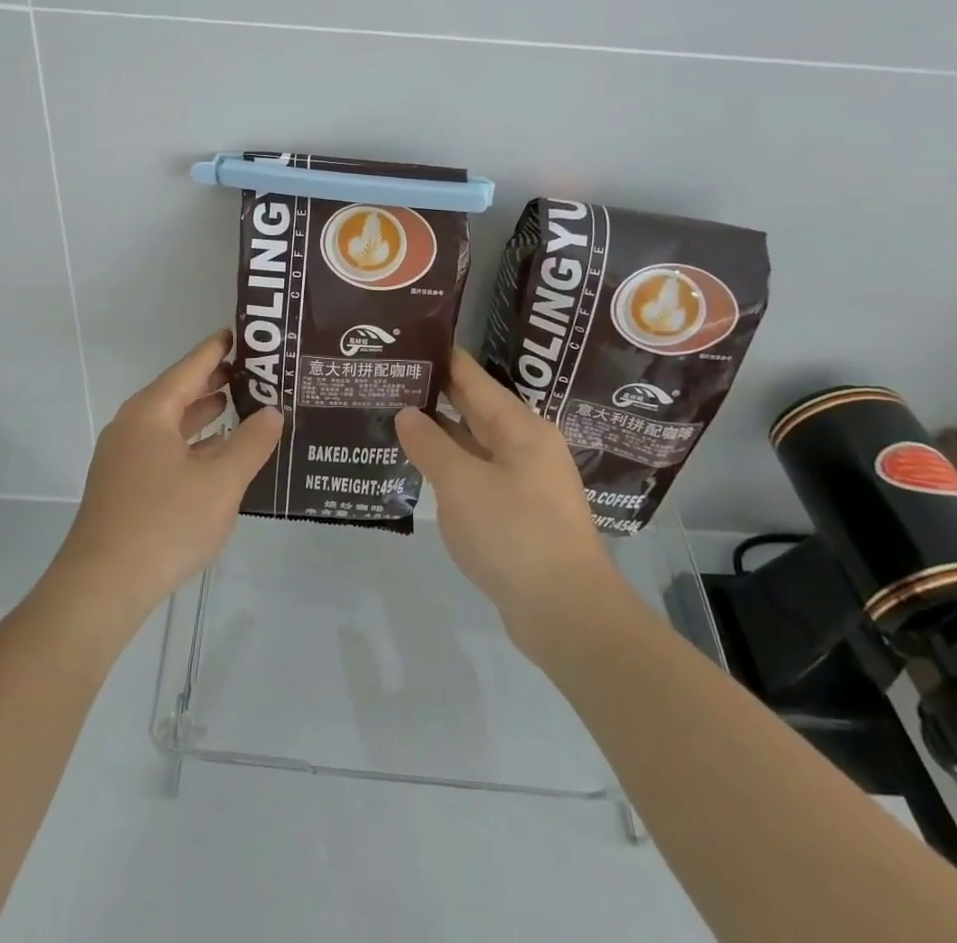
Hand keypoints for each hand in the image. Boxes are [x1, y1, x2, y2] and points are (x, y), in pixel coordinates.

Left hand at [51, 331, 282, 624]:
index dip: (218, 349)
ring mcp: (123, 457)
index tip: (242, 333)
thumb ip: (251, 443)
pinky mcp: (124, 486)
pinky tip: (215, 453)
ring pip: (170, 423)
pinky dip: (191, 442)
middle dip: (215, 381)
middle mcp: (132, 425)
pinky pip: (164, 448)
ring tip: (240, 405)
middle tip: (254, 372)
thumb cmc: (164, 523)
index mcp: (151, 412)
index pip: (190, 367)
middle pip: (179, 392)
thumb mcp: (221, 482)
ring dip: (204, 413)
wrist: (101, 587)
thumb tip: (273, 411)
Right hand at [395, 350, 624, 656]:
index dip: (439, 358)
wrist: (567, 614)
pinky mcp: (519, 514)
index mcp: (520, 427)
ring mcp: (524, 481)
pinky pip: (478, 476)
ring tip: (393, 418)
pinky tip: (421, 469)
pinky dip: (450, 467)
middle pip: (474, 408)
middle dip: (434, 394)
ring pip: (474, 444)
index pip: (472, 376)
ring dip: (439, 433)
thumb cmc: (514, 534)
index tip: (404, 342)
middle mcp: (526, 446)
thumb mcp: (461, 484)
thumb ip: (430, 444)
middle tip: (389, 379)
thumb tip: (407, 413)